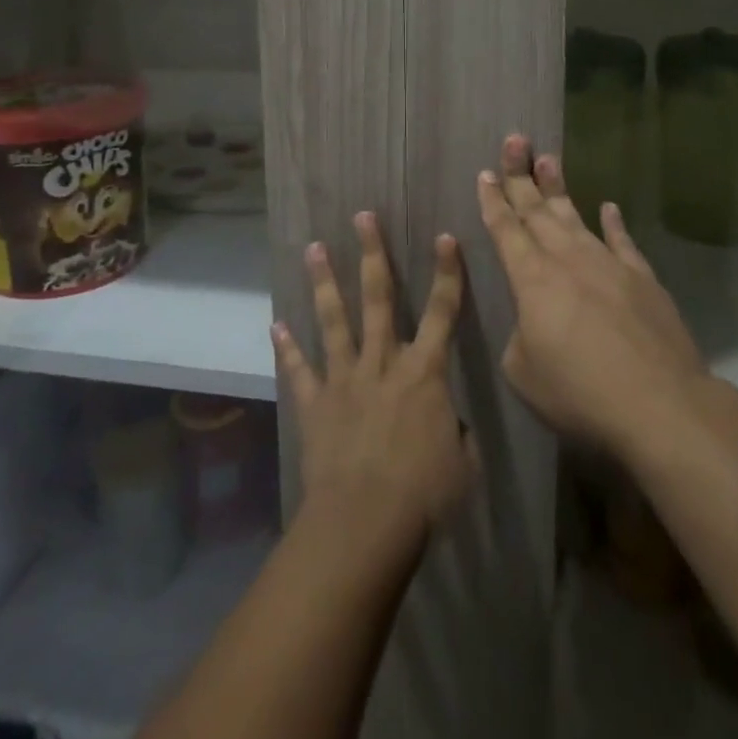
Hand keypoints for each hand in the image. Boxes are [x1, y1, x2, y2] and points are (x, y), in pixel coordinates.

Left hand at [272, 212, 477, 558]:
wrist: (364, 522)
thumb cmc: (424, 495)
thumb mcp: (462, 463)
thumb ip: (455, 432)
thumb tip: (447, 420)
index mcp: (423, 372)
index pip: (442, 312)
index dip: (447, 273)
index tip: (445, 237)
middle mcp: (382, 362)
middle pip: (379, 297)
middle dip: (372, 253)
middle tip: (362, 216)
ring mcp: (344, 378)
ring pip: (334, 319)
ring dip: (325, 282)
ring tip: (314, 248)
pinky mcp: (315, 402)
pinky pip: (299, 370)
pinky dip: (287, 348)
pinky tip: (276, 326)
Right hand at [478, 136, 710, 463]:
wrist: (660, 404)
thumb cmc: (580, 392)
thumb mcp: (524, 374)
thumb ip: (519, 339)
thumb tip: (531, 324)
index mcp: (531, 278)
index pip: (505, 230)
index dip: (493, 201)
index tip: (485, 173)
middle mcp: (566, 259)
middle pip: (537, 209)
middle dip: (521, 175)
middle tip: (514, 140)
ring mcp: (607, 263)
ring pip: (575, 216)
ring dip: (558, 187)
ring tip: (548, 158)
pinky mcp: (642, 278)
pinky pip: (622, 241)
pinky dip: (614, 223)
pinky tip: (609, 206)